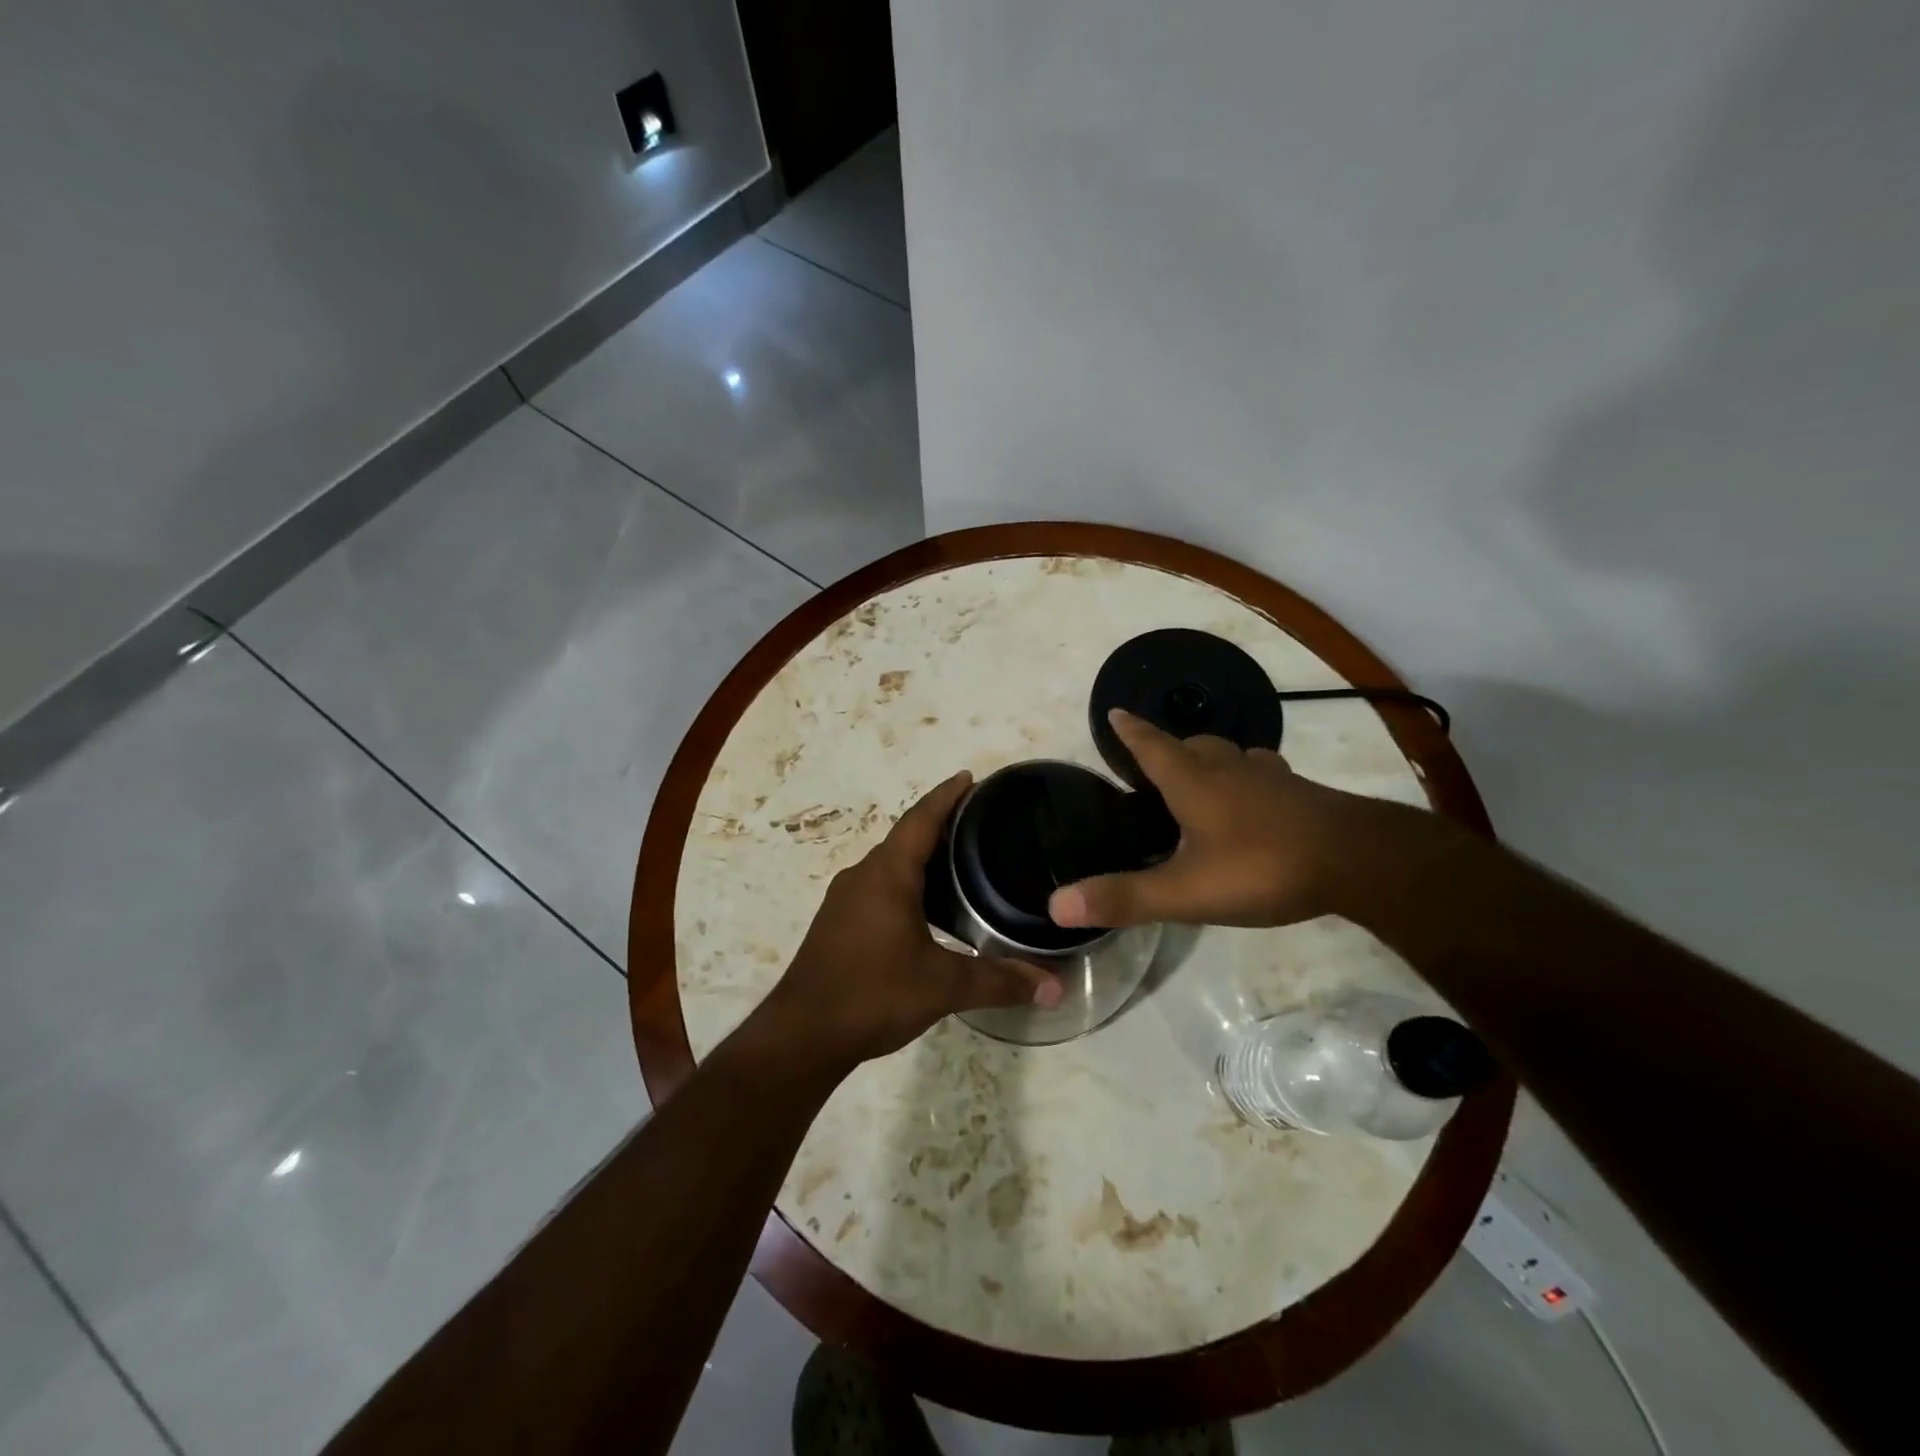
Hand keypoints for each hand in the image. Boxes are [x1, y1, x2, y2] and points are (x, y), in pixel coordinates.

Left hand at [768, 772, 1063, 1070]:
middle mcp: (863, 876)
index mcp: (887, 875)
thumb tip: (1054, 985)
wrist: (802, 1035)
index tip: (970, 778)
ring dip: (922, 858)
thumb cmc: (872, 994)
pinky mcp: (838, 924)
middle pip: (906, 838)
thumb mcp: (943, 986)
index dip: (947, 796)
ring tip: (962, 864)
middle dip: (940, 825)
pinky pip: (879, 887)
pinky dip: (907, 884)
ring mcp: (845, 900)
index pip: (921, 819)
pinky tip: (928, 909)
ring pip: (891, 865)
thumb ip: (999, 981)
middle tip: (981, 824)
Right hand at [1050, 709, 1403, 930]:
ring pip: (1230, 755)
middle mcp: (1228, 769)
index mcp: (1194, 783)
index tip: (1114, 711)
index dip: (1130, 731)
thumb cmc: (1262, 868)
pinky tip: (1254, 798)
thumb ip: (1124, 898)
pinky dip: (1246, 777)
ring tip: (1199, 778)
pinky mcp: (1300, 794)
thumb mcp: (1185, 892)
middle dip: (1168, 748)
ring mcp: (1269, 778)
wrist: (1358, 861)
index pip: (1151, 746)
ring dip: (1209, 759)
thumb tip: (1056, 905)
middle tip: (1153, 763)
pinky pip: (1262, 773)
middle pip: (1191, 745)